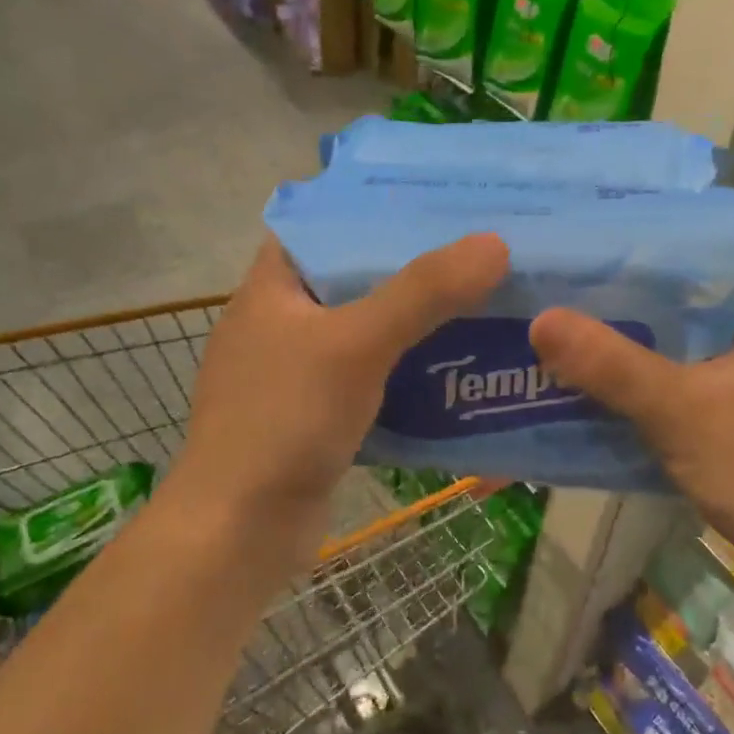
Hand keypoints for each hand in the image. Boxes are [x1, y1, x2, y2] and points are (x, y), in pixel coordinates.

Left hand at [169, 234, 508, 563]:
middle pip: (352, 279)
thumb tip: (494, 244)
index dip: (374, 209)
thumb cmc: (285, 420)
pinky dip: (405, 374)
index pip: (322, 225)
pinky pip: (368, 381)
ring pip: (365, 333)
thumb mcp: (356, 344)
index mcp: (271, 287)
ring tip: (479, 302)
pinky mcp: (314, 418)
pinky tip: (453, 370)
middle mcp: (279, 322)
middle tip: (476, 253)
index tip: (436, 202)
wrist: (240, 530)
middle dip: (410, 269)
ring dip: (414, 325)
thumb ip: (423, 292)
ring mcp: (294, 374)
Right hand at [530, 286, 733, 599]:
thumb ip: (610, 364)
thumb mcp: (680, 411)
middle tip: (588, 304)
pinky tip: (640, 397)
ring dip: (665, 356)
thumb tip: (541, 319)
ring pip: (716, 353)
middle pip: (713, 311)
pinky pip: (725, 388)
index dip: (659, 261)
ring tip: (600, 343)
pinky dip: (685, 390)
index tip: (604, 262)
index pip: (722, 264)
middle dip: (652, 314)